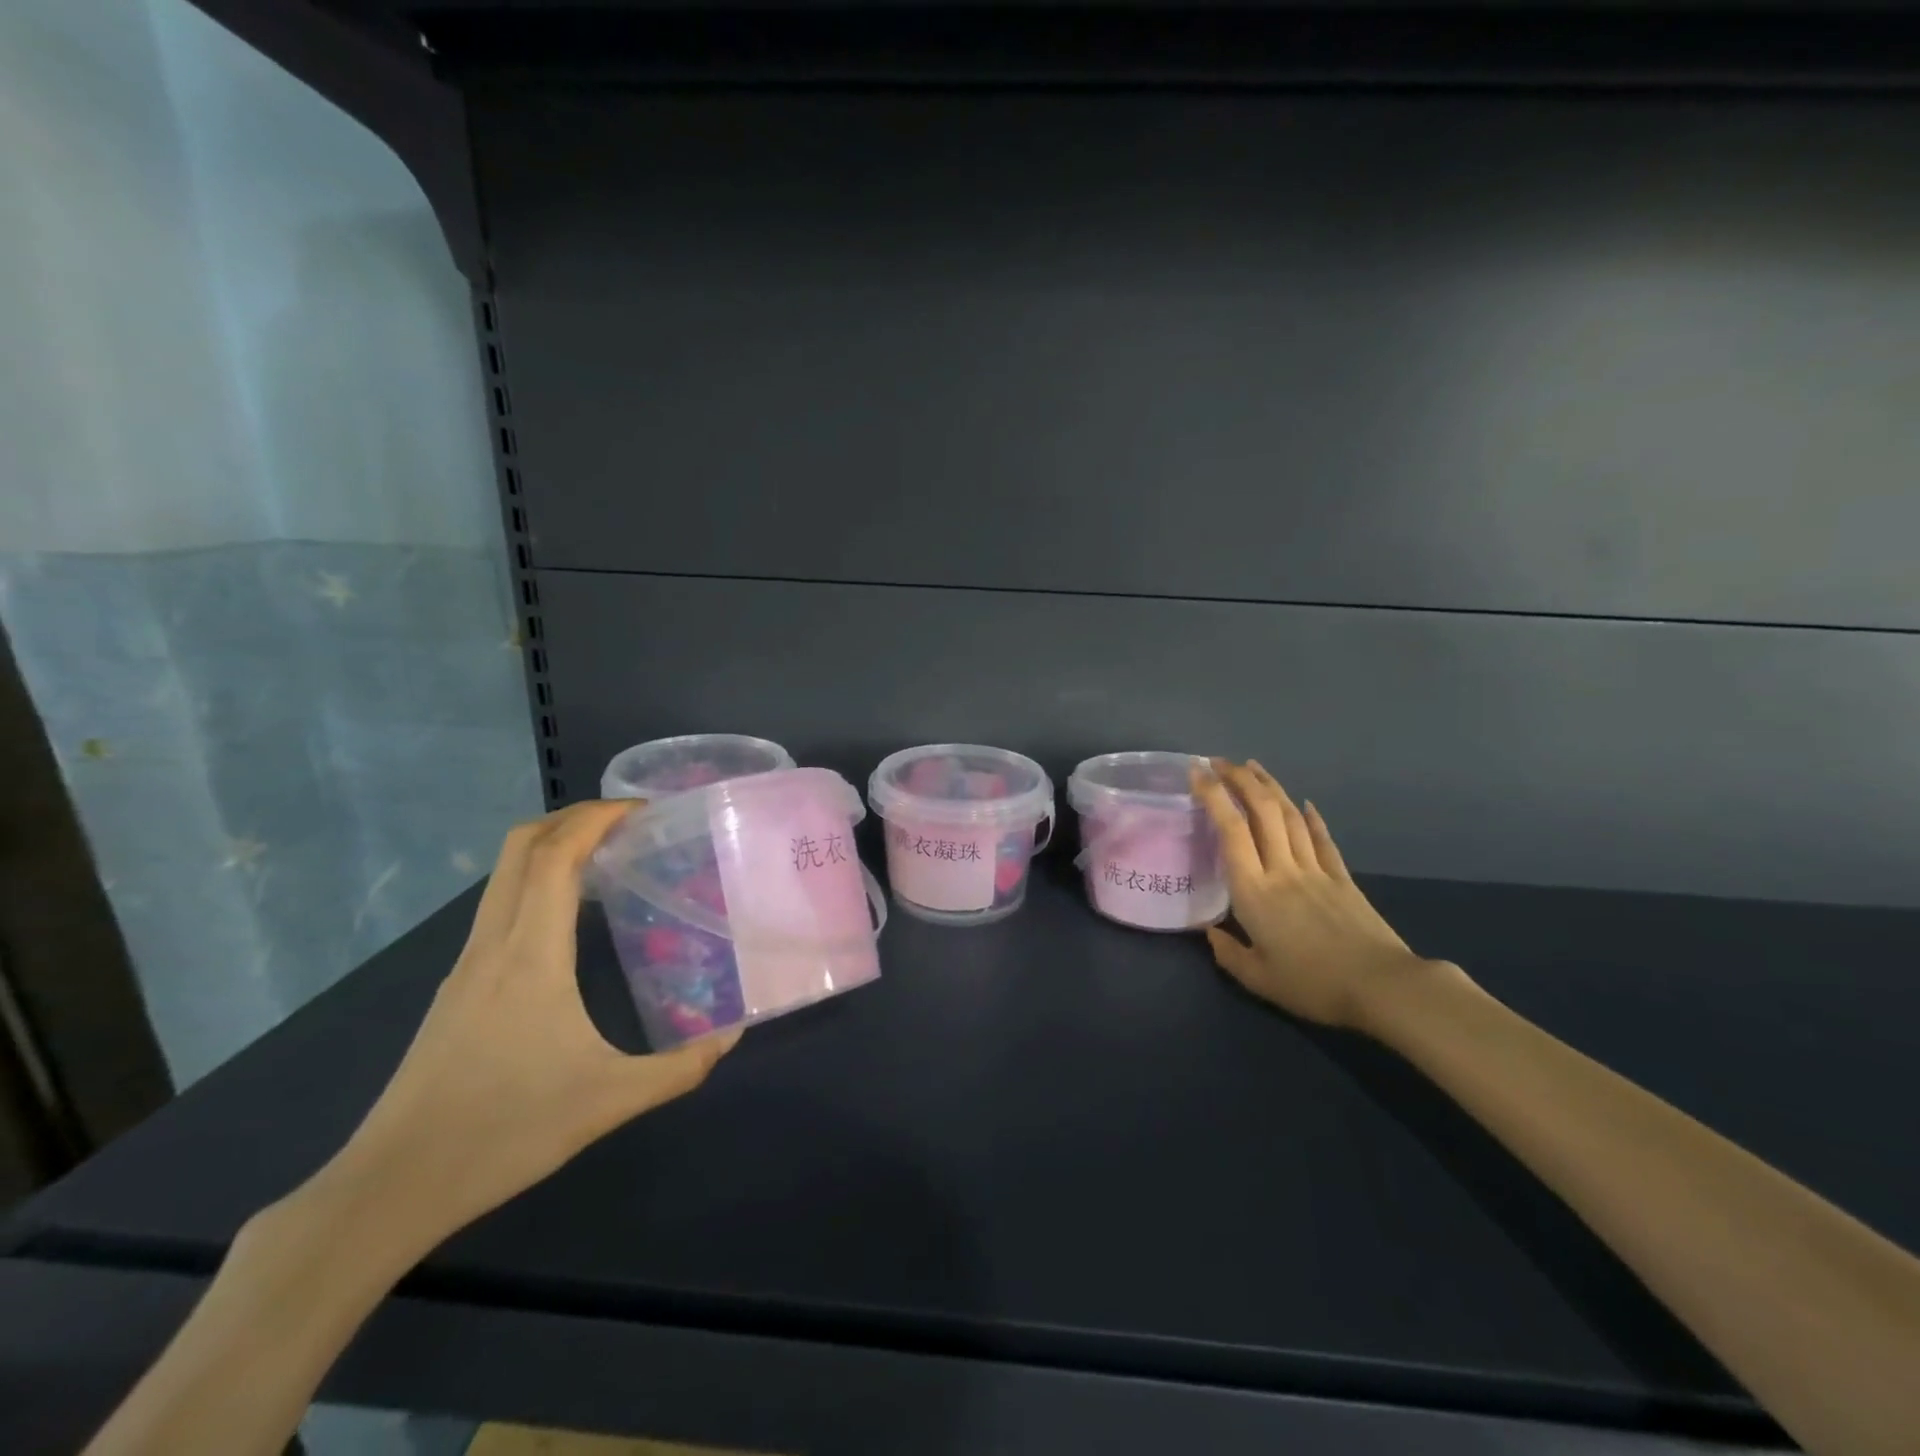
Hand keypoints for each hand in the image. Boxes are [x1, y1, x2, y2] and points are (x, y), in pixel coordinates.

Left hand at [318, 800, 738, 1253]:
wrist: (392, 1187)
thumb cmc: (503, 1132)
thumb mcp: (608, 1101)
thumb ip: (679, 1068)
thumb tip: (731, 1038)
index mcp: (529, 955)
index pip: (555, 855)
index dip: (596, 817)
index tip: (643, 808)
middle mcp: (493, 944)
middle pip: (521, 846)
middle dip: (573, 817)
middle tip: (628, 822)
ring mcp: (468, 964)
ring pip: (504, 874)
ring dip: (552, 846)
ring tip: (607, 856)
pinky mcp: (458, 986)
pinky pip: (500, 905)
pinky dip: (537, 881)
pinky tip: (569, 916)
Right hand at [1193, 760, 1462, 1031]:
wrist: (1383, 987)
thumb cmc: (1313, 985)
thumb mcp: (1259, 979)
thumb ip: (1229, 954)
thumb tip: (1211, 933)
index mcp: (1254, 891)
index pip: (1231, 830)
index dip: (1214, 796)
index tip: (1198, 772)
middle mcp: (1282, 869)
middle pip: (1262, 812)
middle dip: (1240, 779)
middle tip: (1220, 761)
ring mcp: (1316, 870)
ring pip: (1290, 817)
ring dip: (1270, 788)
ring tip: (1253, 767)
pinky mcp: (1343, 879)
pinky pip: (1322, 840)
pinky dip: (1312, 817)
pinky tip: (1304, 803)